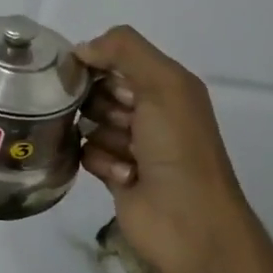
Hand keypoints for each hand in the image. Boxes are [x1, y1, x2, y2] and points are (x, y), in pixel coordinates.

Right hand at [75, 27, 245, 272]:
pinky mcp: (114, 173)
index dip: (96, 63)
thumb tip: (81, 49)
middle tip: (119, 119)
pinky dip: (100, 162)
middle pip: (97, 90)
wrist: (190, 223)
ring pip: (89, 122)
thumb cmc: (180, 148)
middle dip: (98, 102)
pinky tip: (123, 176)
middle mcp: (149, 111)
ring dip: (102, 136)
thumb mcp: (163, 85)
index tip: (83, 74)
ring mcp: (131, 144)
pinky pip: (86, 152)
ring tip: (126, 154)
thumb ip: (124, 50)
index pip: (115, 58)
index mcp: (166, 86)